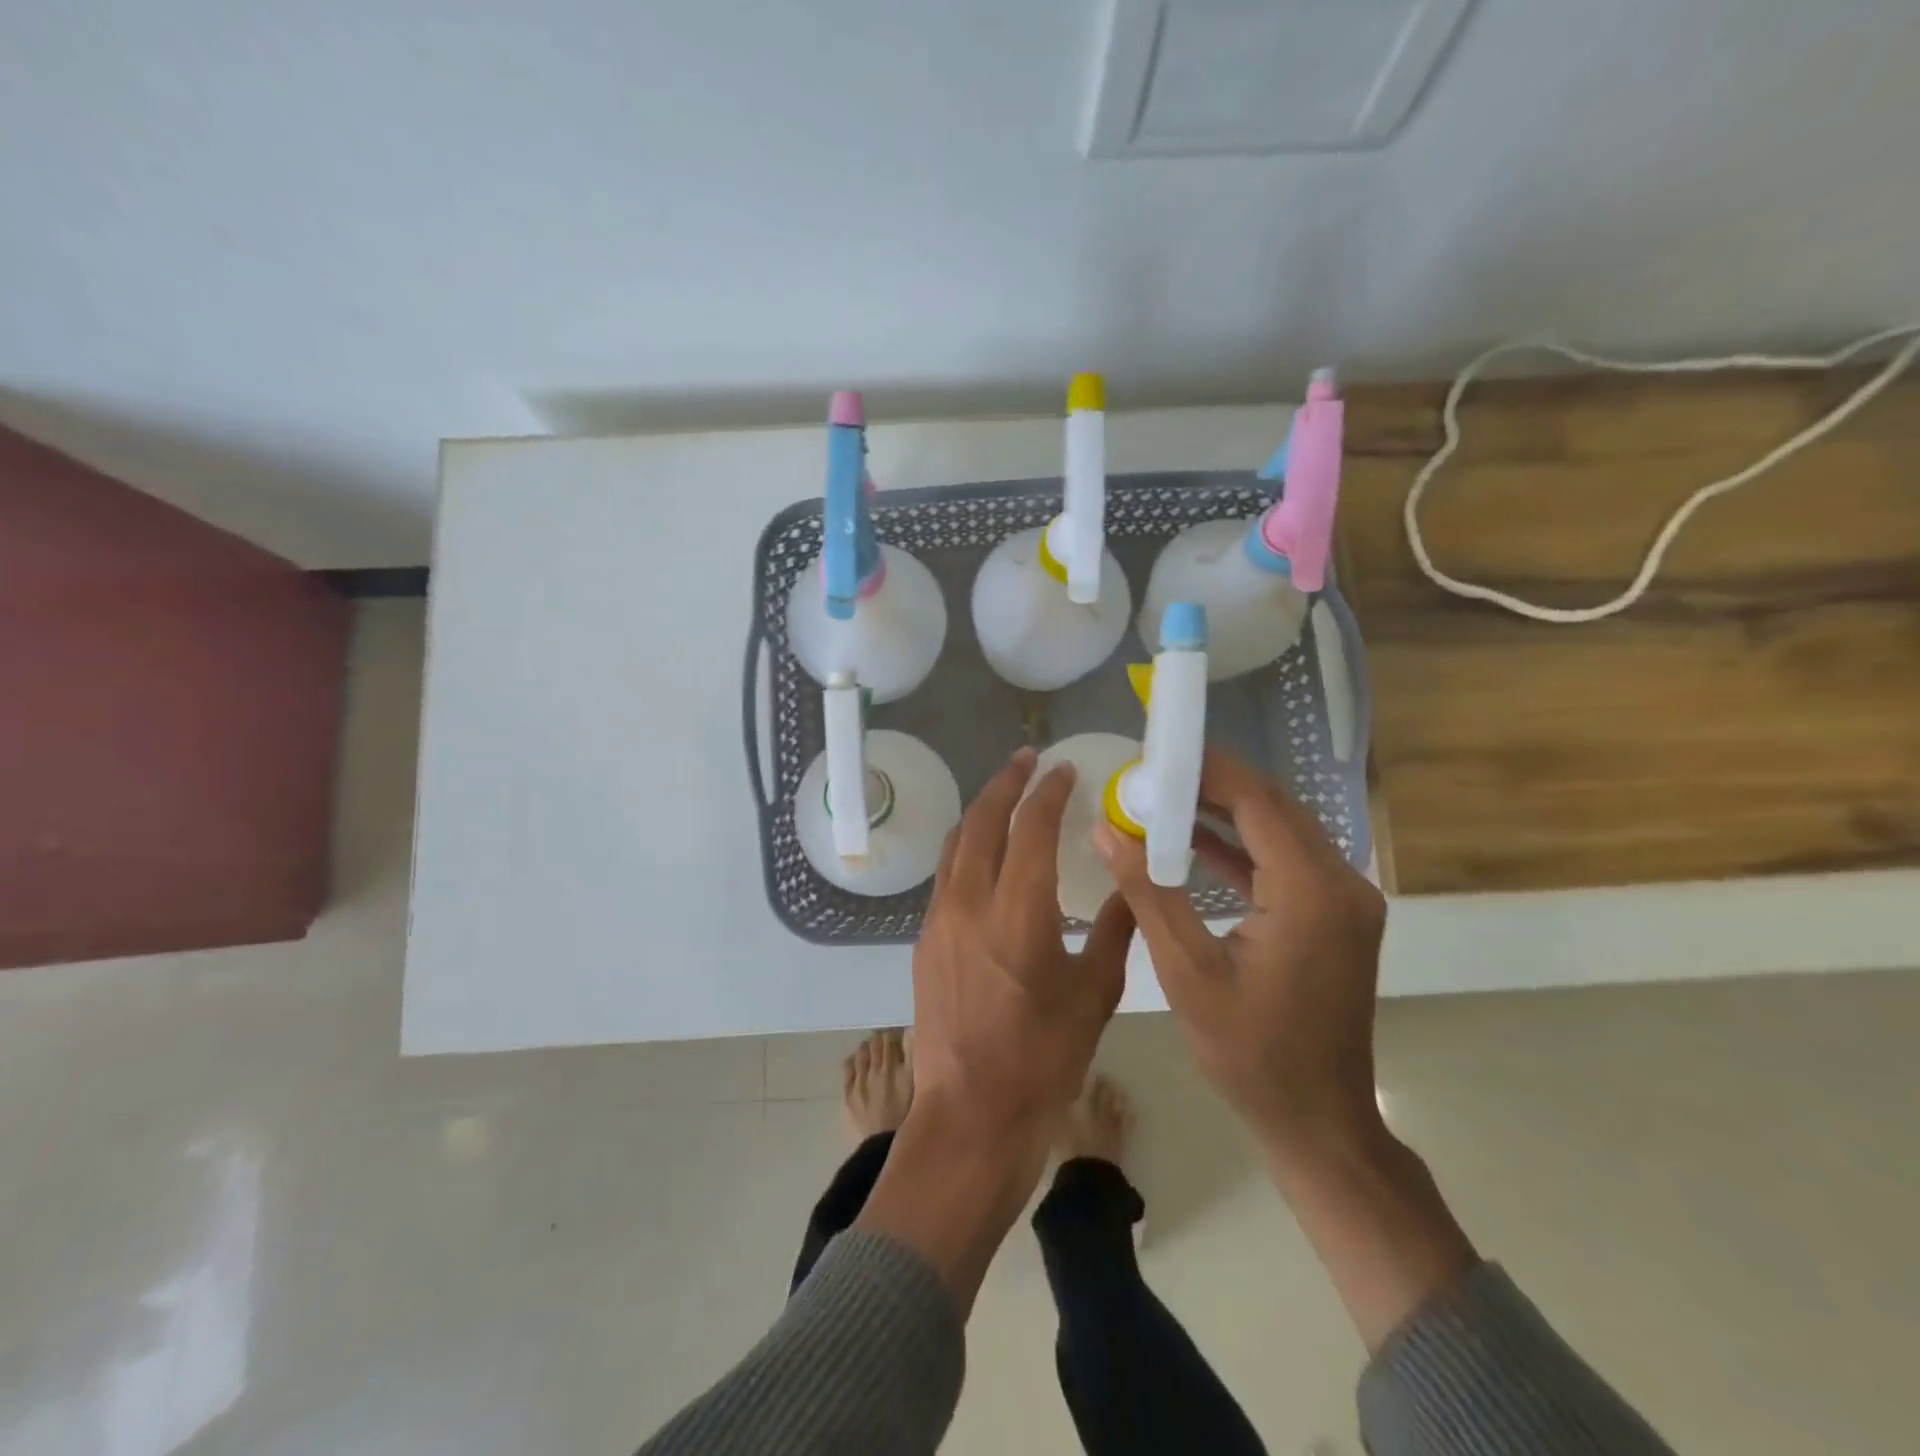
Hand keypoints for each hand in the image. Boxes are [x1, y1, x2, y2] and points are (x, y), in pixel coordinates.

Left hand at [854, 748, 1134, 1311]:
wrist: (971, 1114)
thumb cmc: (1043, 1060)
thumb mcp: (1094, 994)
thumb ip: (1114, 930)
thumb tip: (1130, 884)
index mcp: (1018, 913)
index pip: (1031, 827)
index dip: (1048, 791)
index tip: (1064, 770)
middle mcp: (969, 903)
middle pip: (981, 821)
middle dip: (1005, 783)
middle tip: (1027, 761)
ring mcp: (939, 921)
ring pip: (956, 845)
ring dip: (980, 812)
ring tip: (1004, 795)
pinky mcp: (924, 941)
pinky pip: (946, 876)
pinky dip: (967, 848)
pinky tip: (986, 855)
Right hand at [1093, 747, 1386, 1158]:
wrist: (1317, 1119)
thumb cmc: (1249, 1052)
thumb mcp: (1186, 970)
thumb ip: (1147, 890)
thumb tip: (1105, 828)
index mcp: (1311, 891)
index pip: (1258, 800)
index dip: (1207, 768)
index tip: (1156, 752)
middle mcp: (1342, 882)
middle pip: (1274, 806)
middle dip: (1213, 783)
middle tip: (1152, 772)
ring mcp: (1345, 899)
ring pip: (1282, 829)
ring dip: (1226, 810)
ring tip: (1164, 797)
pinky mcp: (1336, 915)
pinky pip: (1286, 860)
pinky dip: (1241, 846)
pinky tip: (1194, 840)